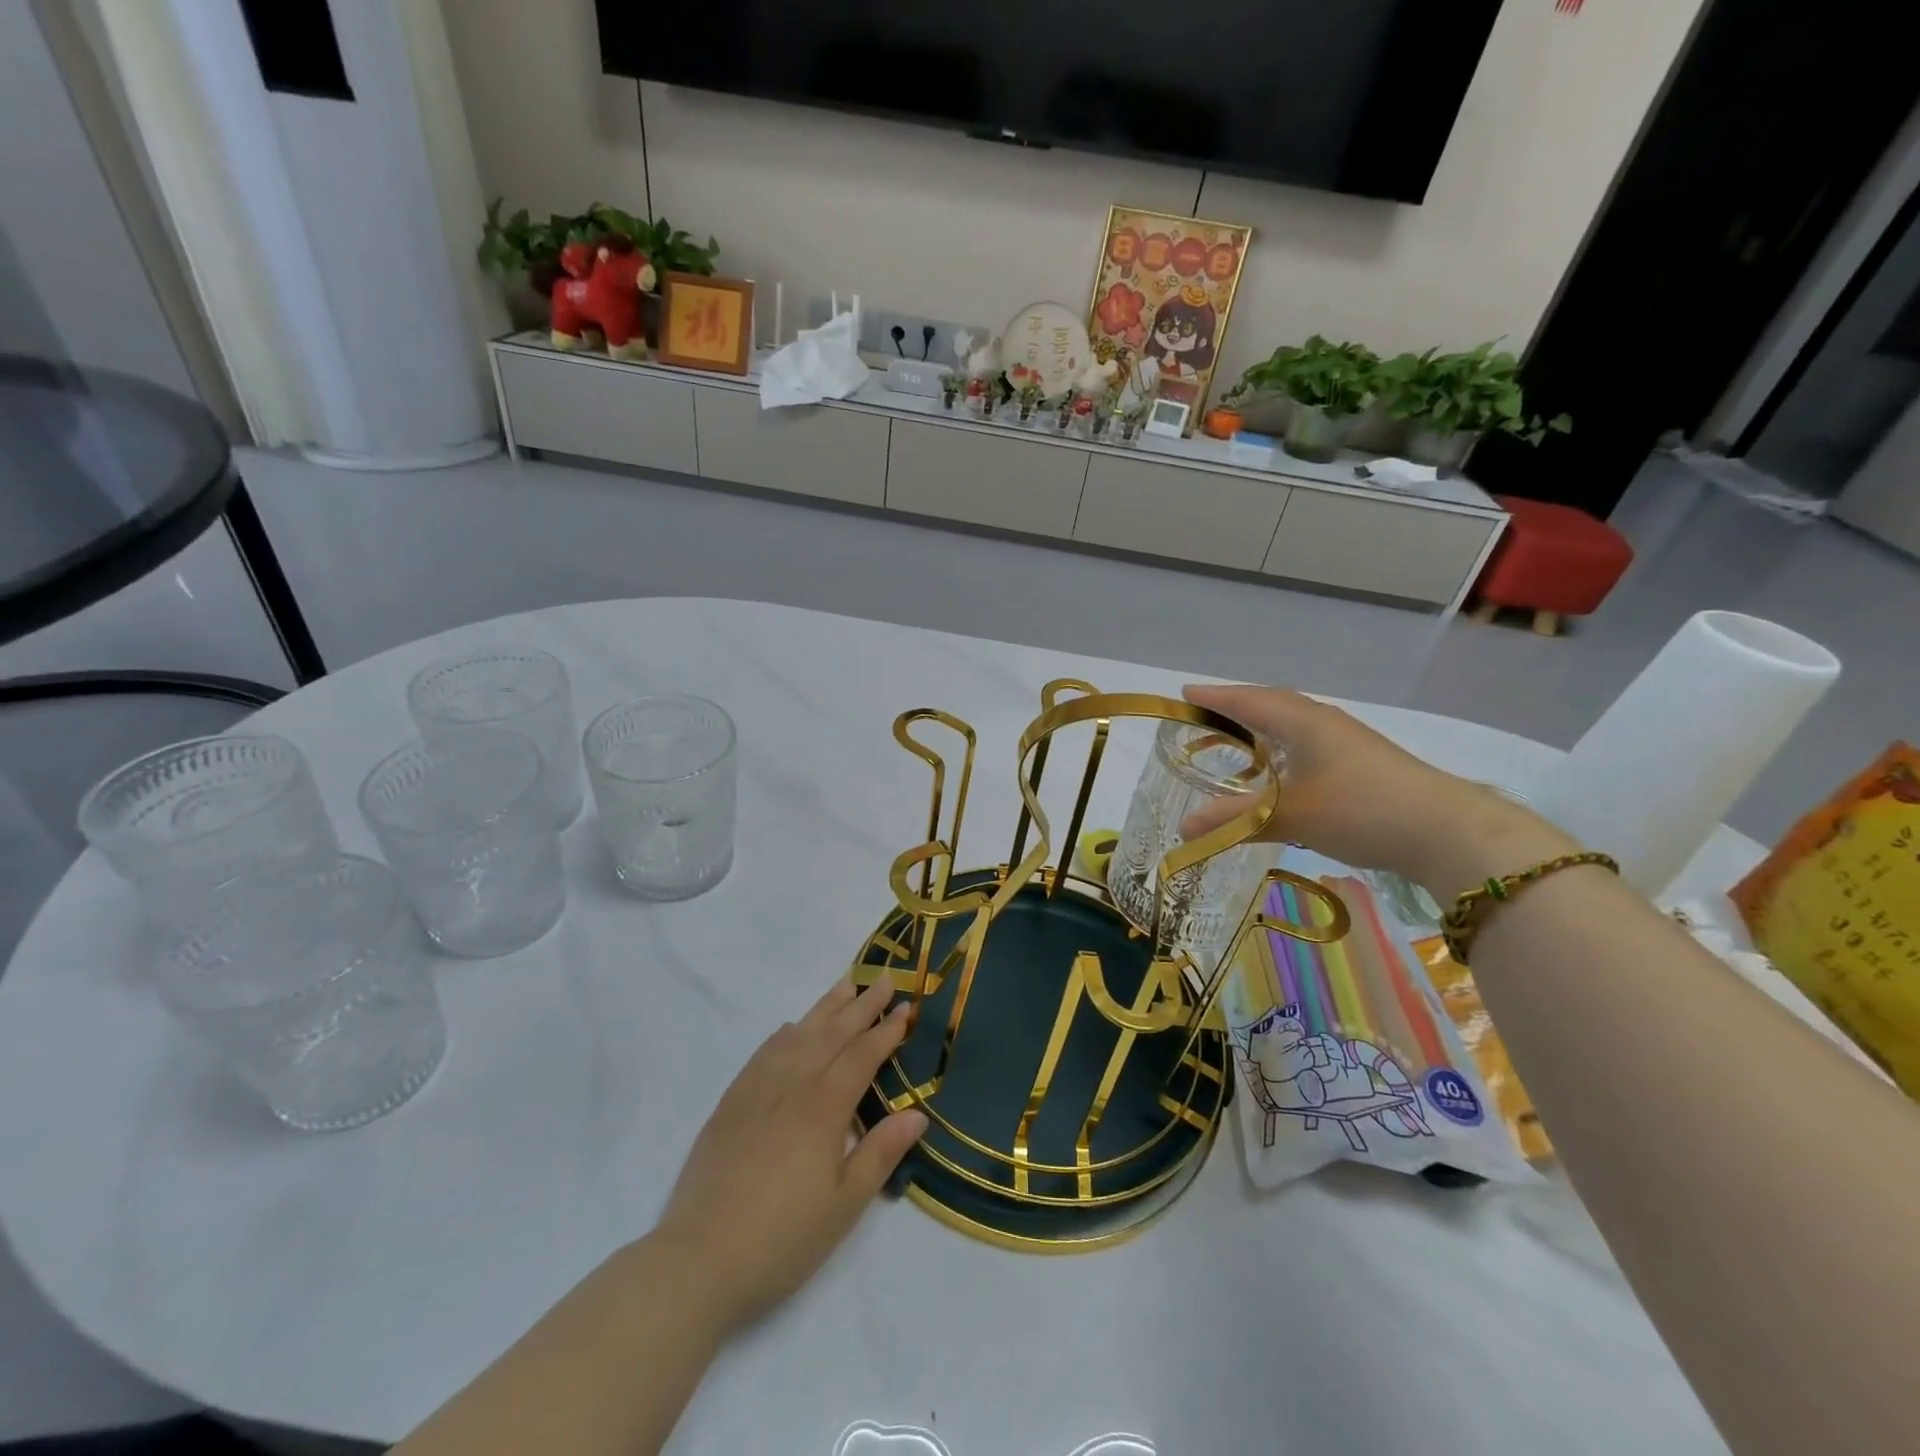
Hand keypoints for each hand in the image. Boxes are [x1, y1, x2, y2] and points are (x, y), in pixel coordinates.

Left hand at [652, 976, 925, 1334]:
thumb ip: (881, 1152)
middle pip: (832, 1034)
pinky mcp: (731, 1103)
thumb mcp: (845, 1204)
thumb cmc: (783, 1238)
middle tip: (883, 979)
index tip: (907, 1008)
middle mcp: (792, 1085)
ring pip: (798, 1035)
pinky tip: (790, 1028)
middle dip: (861, 1006)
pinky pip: (763, 1053)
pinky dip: (783, 1034)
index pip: (862, 1056)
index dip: (886, 1031)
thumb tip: (917, 1113)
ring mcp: (757, 1090)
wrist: (699, 1259)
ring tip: (844, 985)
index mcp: (823, 1107)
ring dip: (824, 1008)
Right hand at [1177, 684, 1573, 893]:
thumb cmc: (1360, 809)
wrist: (1446, 832)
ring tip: (1237, 743)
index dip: (1214, 697)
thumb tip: (1183, 827)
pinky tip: (1281, 773)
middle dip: (1237, 708)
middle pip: (1272, 705)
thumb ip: (1234, 820)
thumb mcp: (1289, 816)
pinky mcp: (1362, 764)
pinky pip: (1308, 744)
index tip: (1184, 693)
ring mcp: (1347, 742)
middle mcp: (1323, 723)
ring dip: (1263, 729)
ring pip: (1293, 725)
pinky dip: (1283, 750)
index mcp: (1303, 721)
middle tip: (1205, 717)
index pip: (1248, 700)